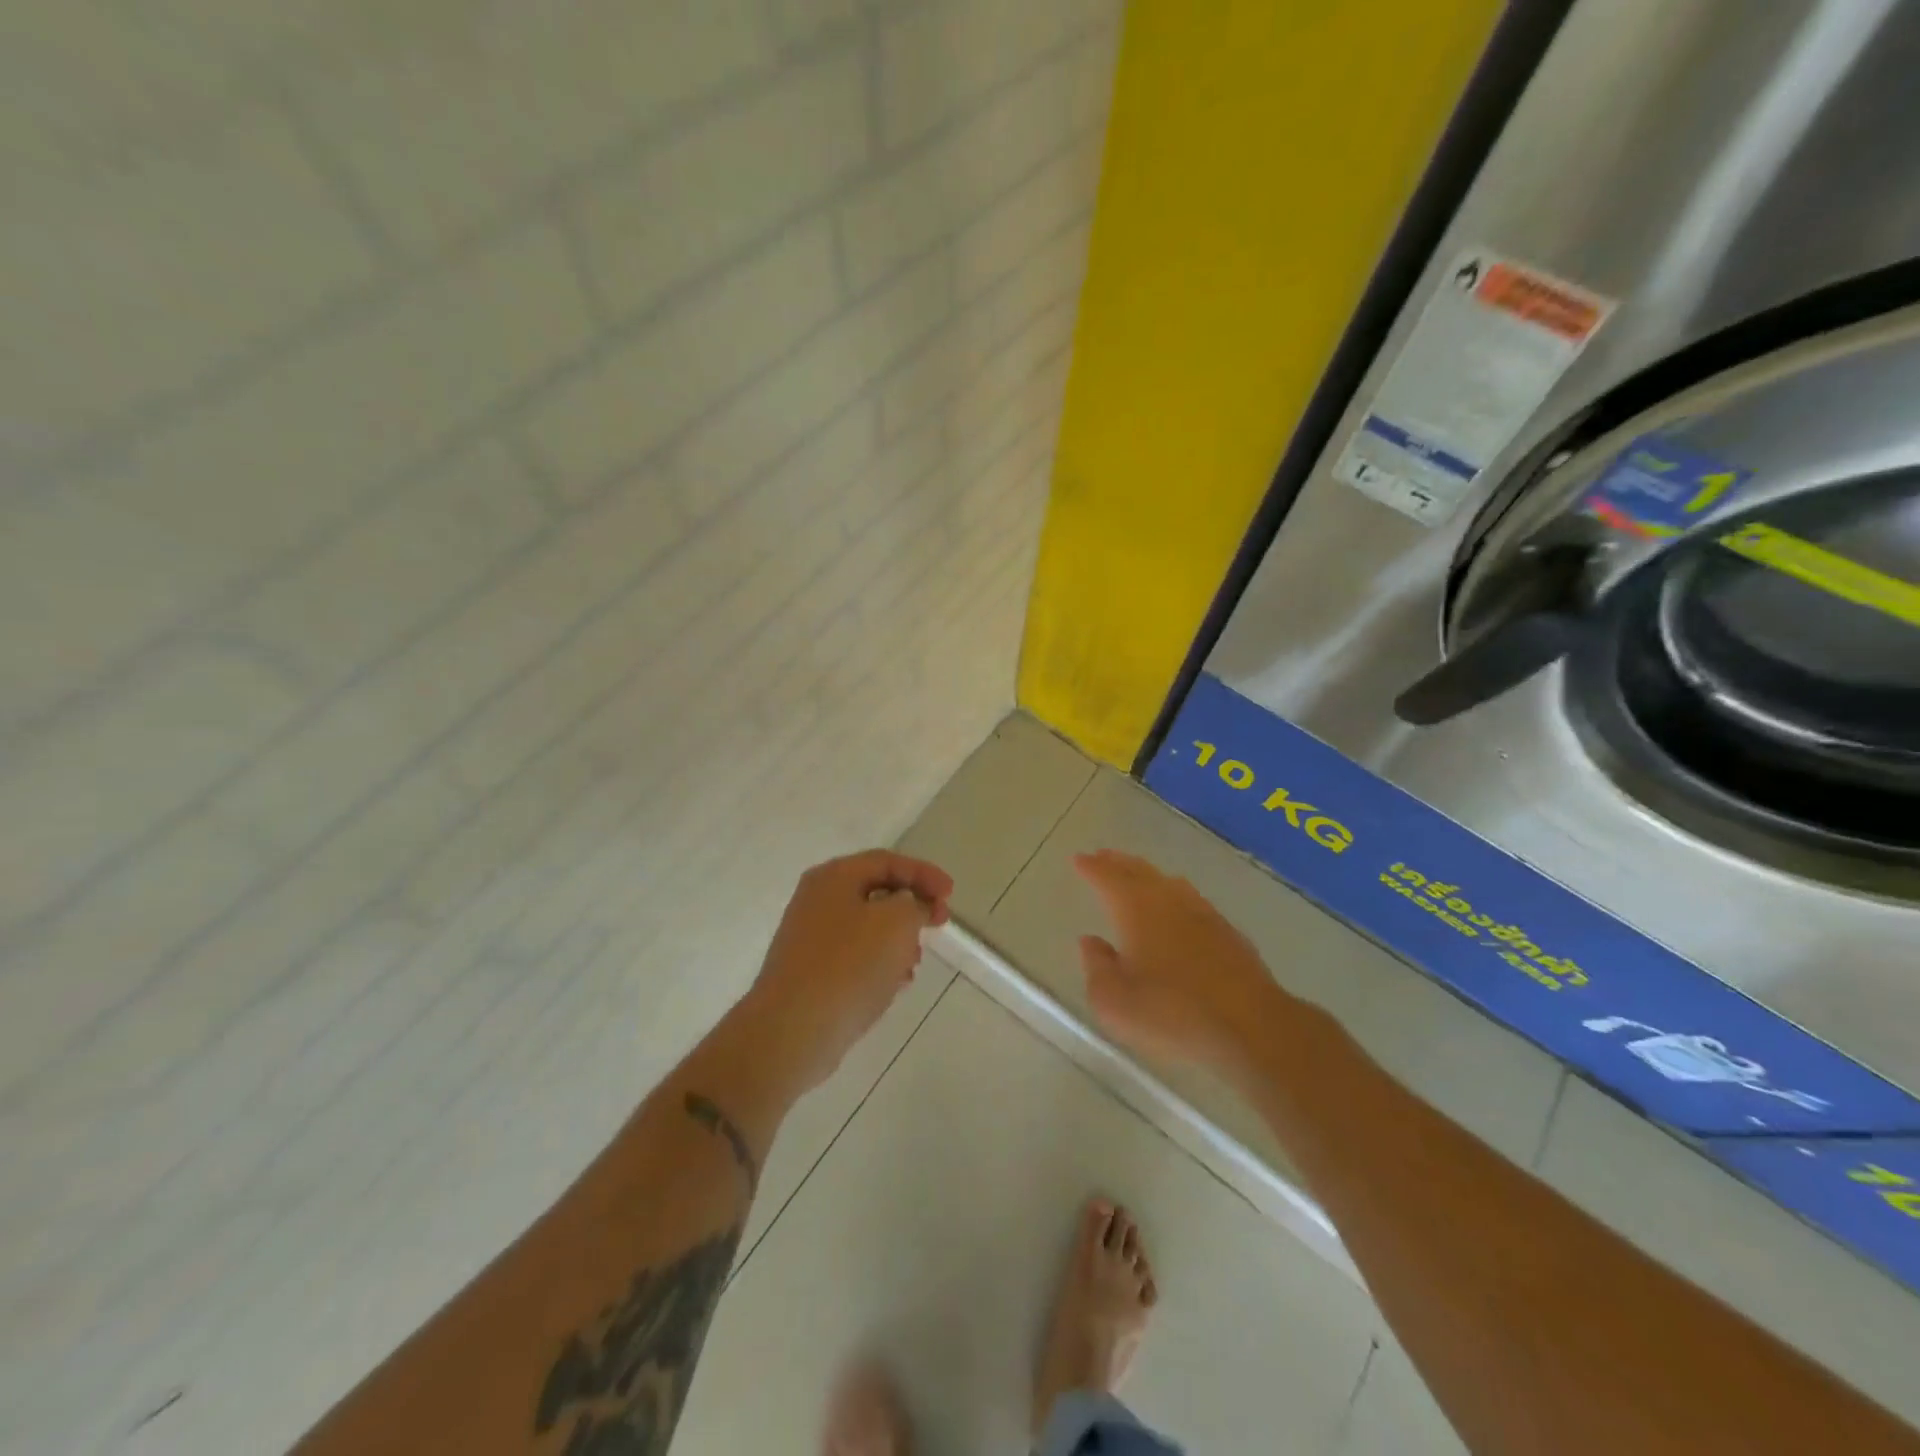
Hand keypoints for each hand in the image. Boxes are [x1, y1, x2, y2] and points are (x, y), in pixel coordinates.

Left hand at [744, 850, 953, 1090]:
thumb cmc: (849, 965)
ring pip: (867, 926)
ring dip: (898, 937)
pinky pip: (854, 956)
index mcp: (834, 877)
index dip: (924, 873)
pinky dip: (880, 961)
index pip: (887, 861)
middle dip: (912, 906)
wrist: (792, 1030)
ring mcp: (810, 937)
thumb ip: (915, 903)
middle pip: (876, 891)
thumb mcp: (896, 923)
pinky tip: (895, 983)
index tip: (951, 895)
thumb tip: (910, 904)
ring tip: (916, 961)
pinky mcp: (810, 972)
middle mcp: (818, 899)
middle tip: (940, 923)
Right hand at [1073, 850, 1292, 1075]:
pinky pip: (1193, 901)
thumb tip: (1091, 942)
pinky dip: (1175, 896)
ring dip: (1148, 876)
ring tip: (1137, 876)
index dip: (1091, 867)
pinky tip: (1179, 909)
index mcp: (1136, 909)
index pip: (1108, 877)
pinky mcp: (1229, 933)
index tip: (1079, 858)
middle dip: (1118, 862)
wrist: (1251, 1028)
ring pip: (1169, 883)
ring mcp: (1203, 913)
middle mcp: (1169, 900)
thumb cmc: (1171, 1014)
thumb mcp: (1115, 1002)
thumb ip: (1097, 967)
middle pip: (1139, 871)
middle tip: (1103, 856)